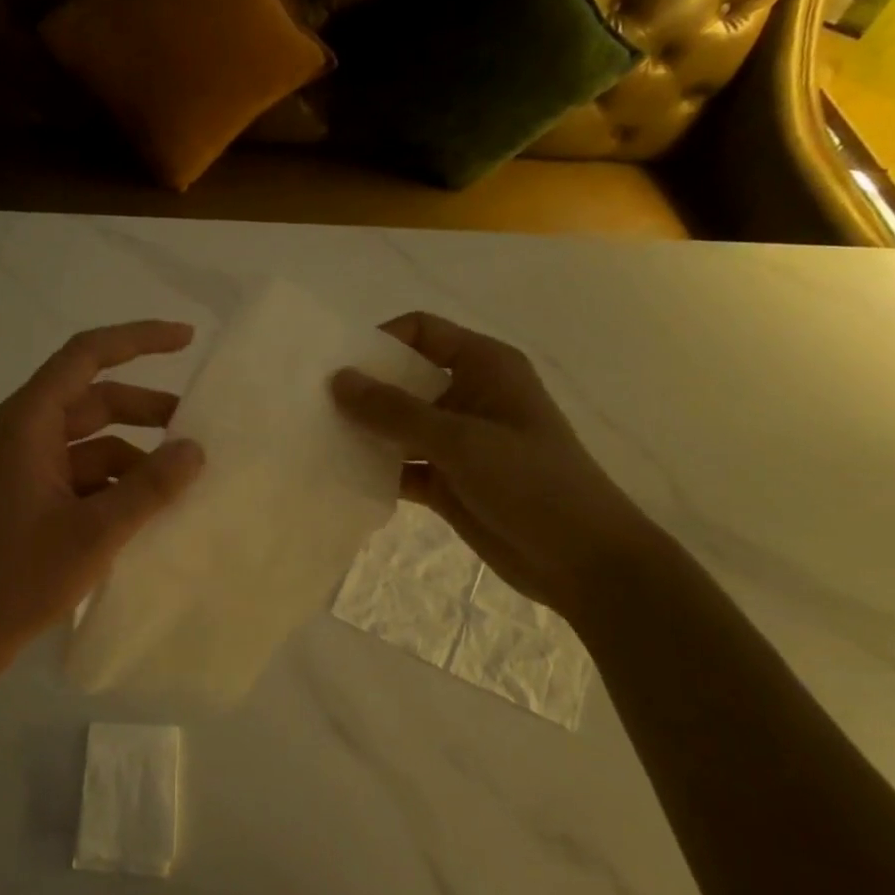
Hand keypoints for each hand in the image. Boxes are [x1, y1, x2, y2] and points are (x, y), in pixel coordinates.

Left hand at [0, 321, 205, 682]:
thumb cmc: (19, 576)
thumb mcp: (95, 532)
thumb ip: (149, 487)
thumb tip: (196, 449)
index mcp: (29, 422)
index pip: (86, 355)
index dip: (138, 339)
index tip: (186, 338)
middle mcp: (24, 432)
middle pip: (95, 399)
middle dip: (147, 410)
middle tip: (197, 427)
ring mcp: (25, 466)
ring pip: (93, 441)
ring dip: (136, 455)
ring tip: (181, 480)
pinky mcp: (30, 497)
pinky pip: (83, 473)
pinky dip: (117, 483)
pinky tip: (148, 510)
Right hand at [330, 312, 661, 620]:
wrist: (582, 562)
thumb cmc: (531, 483)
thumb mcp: (460, 440)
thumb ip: (395, 411)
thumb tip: (337, 379)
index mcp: (483, 367)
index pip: (422, 333)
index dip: (380, 342)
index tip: (338, 367)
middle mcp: (467, 396)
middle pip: (403, 379)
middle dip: (363, 390)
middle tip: (312, 405)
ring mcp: (457, 441)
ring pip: (398, 426)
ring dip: (364, 433)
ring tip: (316, 440)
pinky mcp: (447, 481)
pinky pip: (401, 466)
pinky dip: (376, 470)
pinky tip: (340, 478)